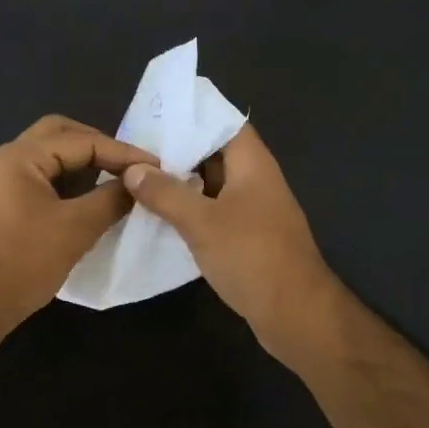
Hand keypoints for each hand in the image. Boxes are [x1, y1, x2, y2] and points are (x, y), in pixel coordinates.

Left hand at [0, 115, 157, 337]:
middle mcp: (5, 158)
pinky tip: (85, 198)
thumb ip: (111, 199)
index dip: (122, 153)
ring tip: (114, 178)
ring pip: (47, 155)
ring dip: (81, 162)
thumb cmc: (23, 262)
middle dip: (98, 145)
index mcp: (21, 156)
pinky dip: (65, 179)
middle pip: (59, 134)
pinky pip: (38, 177)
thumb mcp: (76, 229)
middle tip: (130, 165)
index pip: (82, 141)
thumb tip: (138, 183)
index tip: (155, 167)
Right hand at [122, 124, 348, 372]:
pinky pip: (213, 211)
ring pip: (211, 184)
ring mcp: (252, 210)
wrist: (296, 314)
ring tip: (138, 176)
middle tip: (135, 147)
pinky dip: (189, 209)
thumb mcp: (202, 222)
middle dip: (178, 149)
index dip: (193, 115)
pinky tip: (158, 213)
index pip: (224, 123)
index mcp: (253, 164)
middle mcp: (255, 180)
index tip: (155, 114)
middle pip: (214, 153)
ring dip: (180, 181)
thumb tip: (132, 169)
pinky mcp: (246, 237)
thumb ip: (166, 193)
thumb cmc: (252, 256)